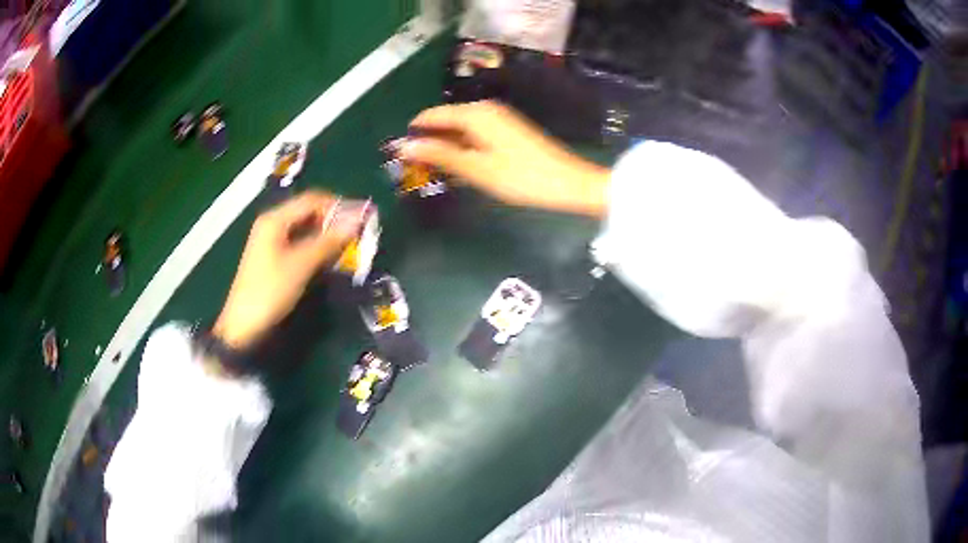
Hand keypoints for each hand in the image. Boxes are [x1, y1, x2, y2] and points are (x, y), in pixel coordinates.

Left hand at [213, 191, 358, 349]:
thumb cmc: (270, 291)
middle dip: (334, 220)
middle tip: (359, 233)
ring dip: (327, 235)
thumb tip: (358, 220)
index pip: (312, 200)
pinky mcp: (274, 258)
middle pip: (308, 212)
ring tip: (349, 246)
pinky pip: (300, 243)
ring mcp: (272, 242)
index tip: (363, 217)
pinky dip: (317, 247)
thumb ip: (329, 241)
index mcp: (275, 219)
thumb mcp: (301, 264)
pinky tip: (330, 257)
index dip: (339, 205)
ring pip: (305, 229)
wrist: (244, 326)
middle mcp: (273, 225)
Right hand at [400, 101, 609, 216]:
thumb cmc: (521, 177)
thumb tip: (404, 146)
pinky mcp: (507, 132)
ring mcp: (498, 120)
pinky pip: (475, 136)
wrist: (568, 183)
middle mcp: (485, 110)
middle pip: (446, 121)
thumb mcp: (476, 168)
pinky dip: (463, 150)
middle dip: (428, 141)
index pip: (432, 115)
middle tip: (412, 168)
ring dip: (445, 148)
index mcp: (475, 114)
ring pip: (460, 130)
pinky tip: (457, 169)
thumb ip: (440, 155)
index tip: (396, 152)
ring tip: (429, 172)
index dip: (413, 132)